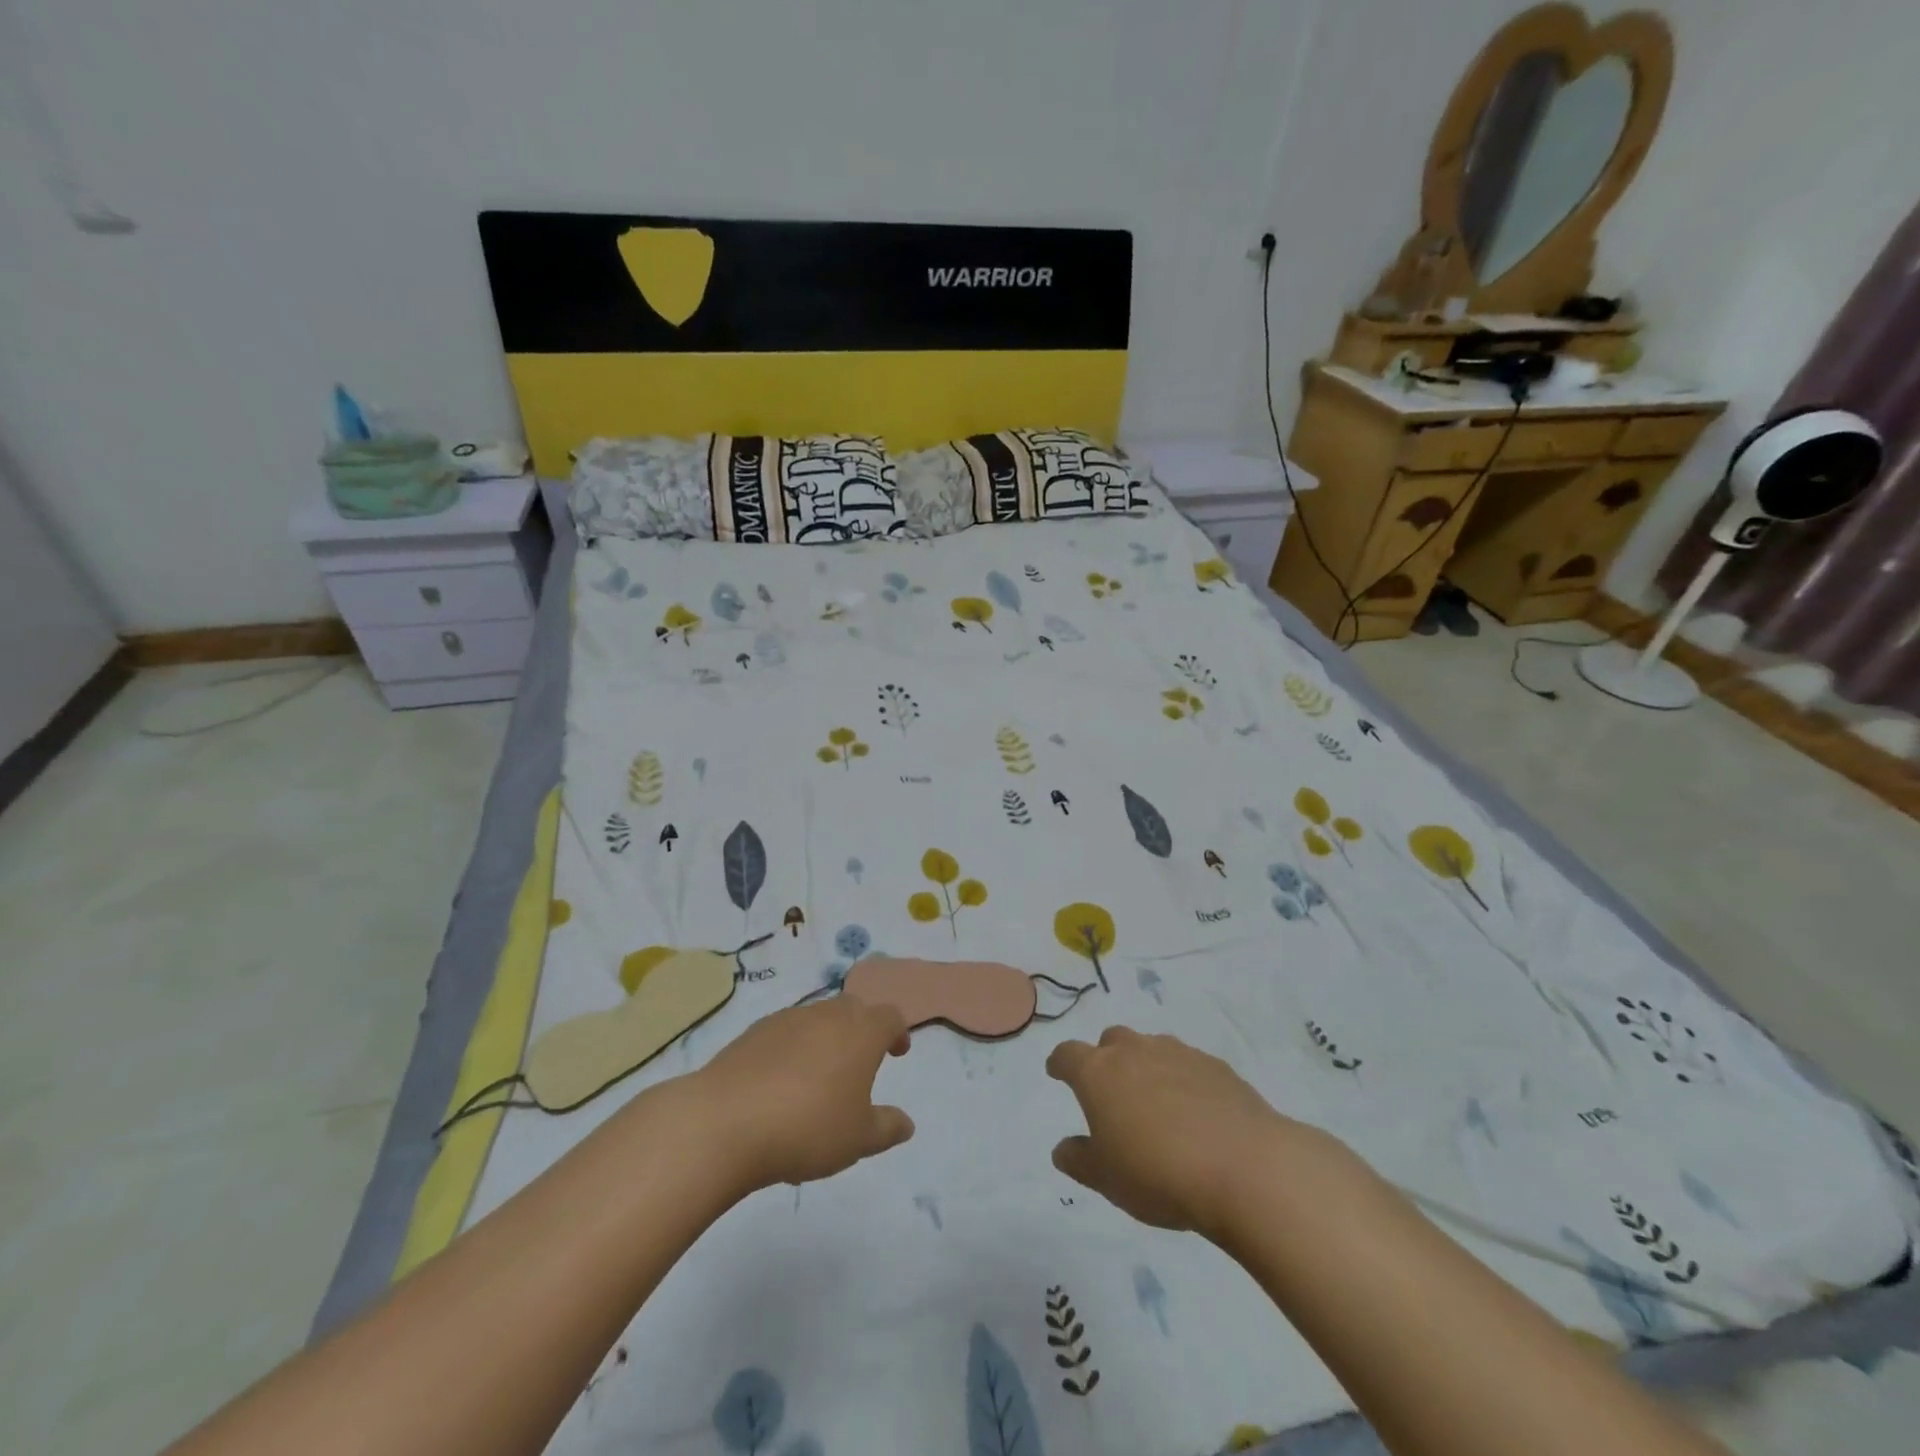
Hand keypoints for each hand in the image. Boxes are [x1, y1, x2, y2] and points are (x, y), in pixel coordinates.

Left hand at [686, 997, 914, 1193]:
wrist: (725, 1122)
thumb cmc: (807, 1128)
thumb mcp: (858, 1139)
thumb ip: (887, 1128)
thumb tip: (906, 1123)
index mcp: (861, 1032)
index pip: (889, 1016)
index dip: (897, 1032)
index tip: (896, 1053)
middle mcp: (827, 1015)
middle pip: (853, 1008)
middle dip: (861, 1029)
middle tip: (861, 1061)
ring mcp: (788, 1019)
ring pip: (817, 1018)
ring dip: (826, 1039)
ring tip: (819, 1079)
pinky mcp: (753, 1032)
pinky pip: (785, 1033)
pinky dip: (792, 1049)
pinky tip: (781, 1084)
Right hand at [1047, 1026, 1317, 1238]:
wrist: (1245, 1168)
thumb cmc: (1159, 1174)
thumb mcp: (1107, 1180)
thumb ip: (1079, 1160)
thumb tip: (1063, 1148)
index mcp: (1098, 1073)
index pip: (1068, 1055)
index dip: (1060, 1064)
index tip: (1057, 1073)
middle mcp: (1134, 1051)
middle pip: (1111, 1041)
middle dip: (1106, 1060)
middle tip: (1111, 1093)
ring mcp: (1177, 1053)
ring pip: (1151, 1049)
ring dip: (1146, 1067)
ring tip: (1155, 1104)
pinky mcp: (1216, 1066)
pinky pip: (1188, 1065)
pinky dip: (1183, 1080)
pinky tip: (1195, 1113)